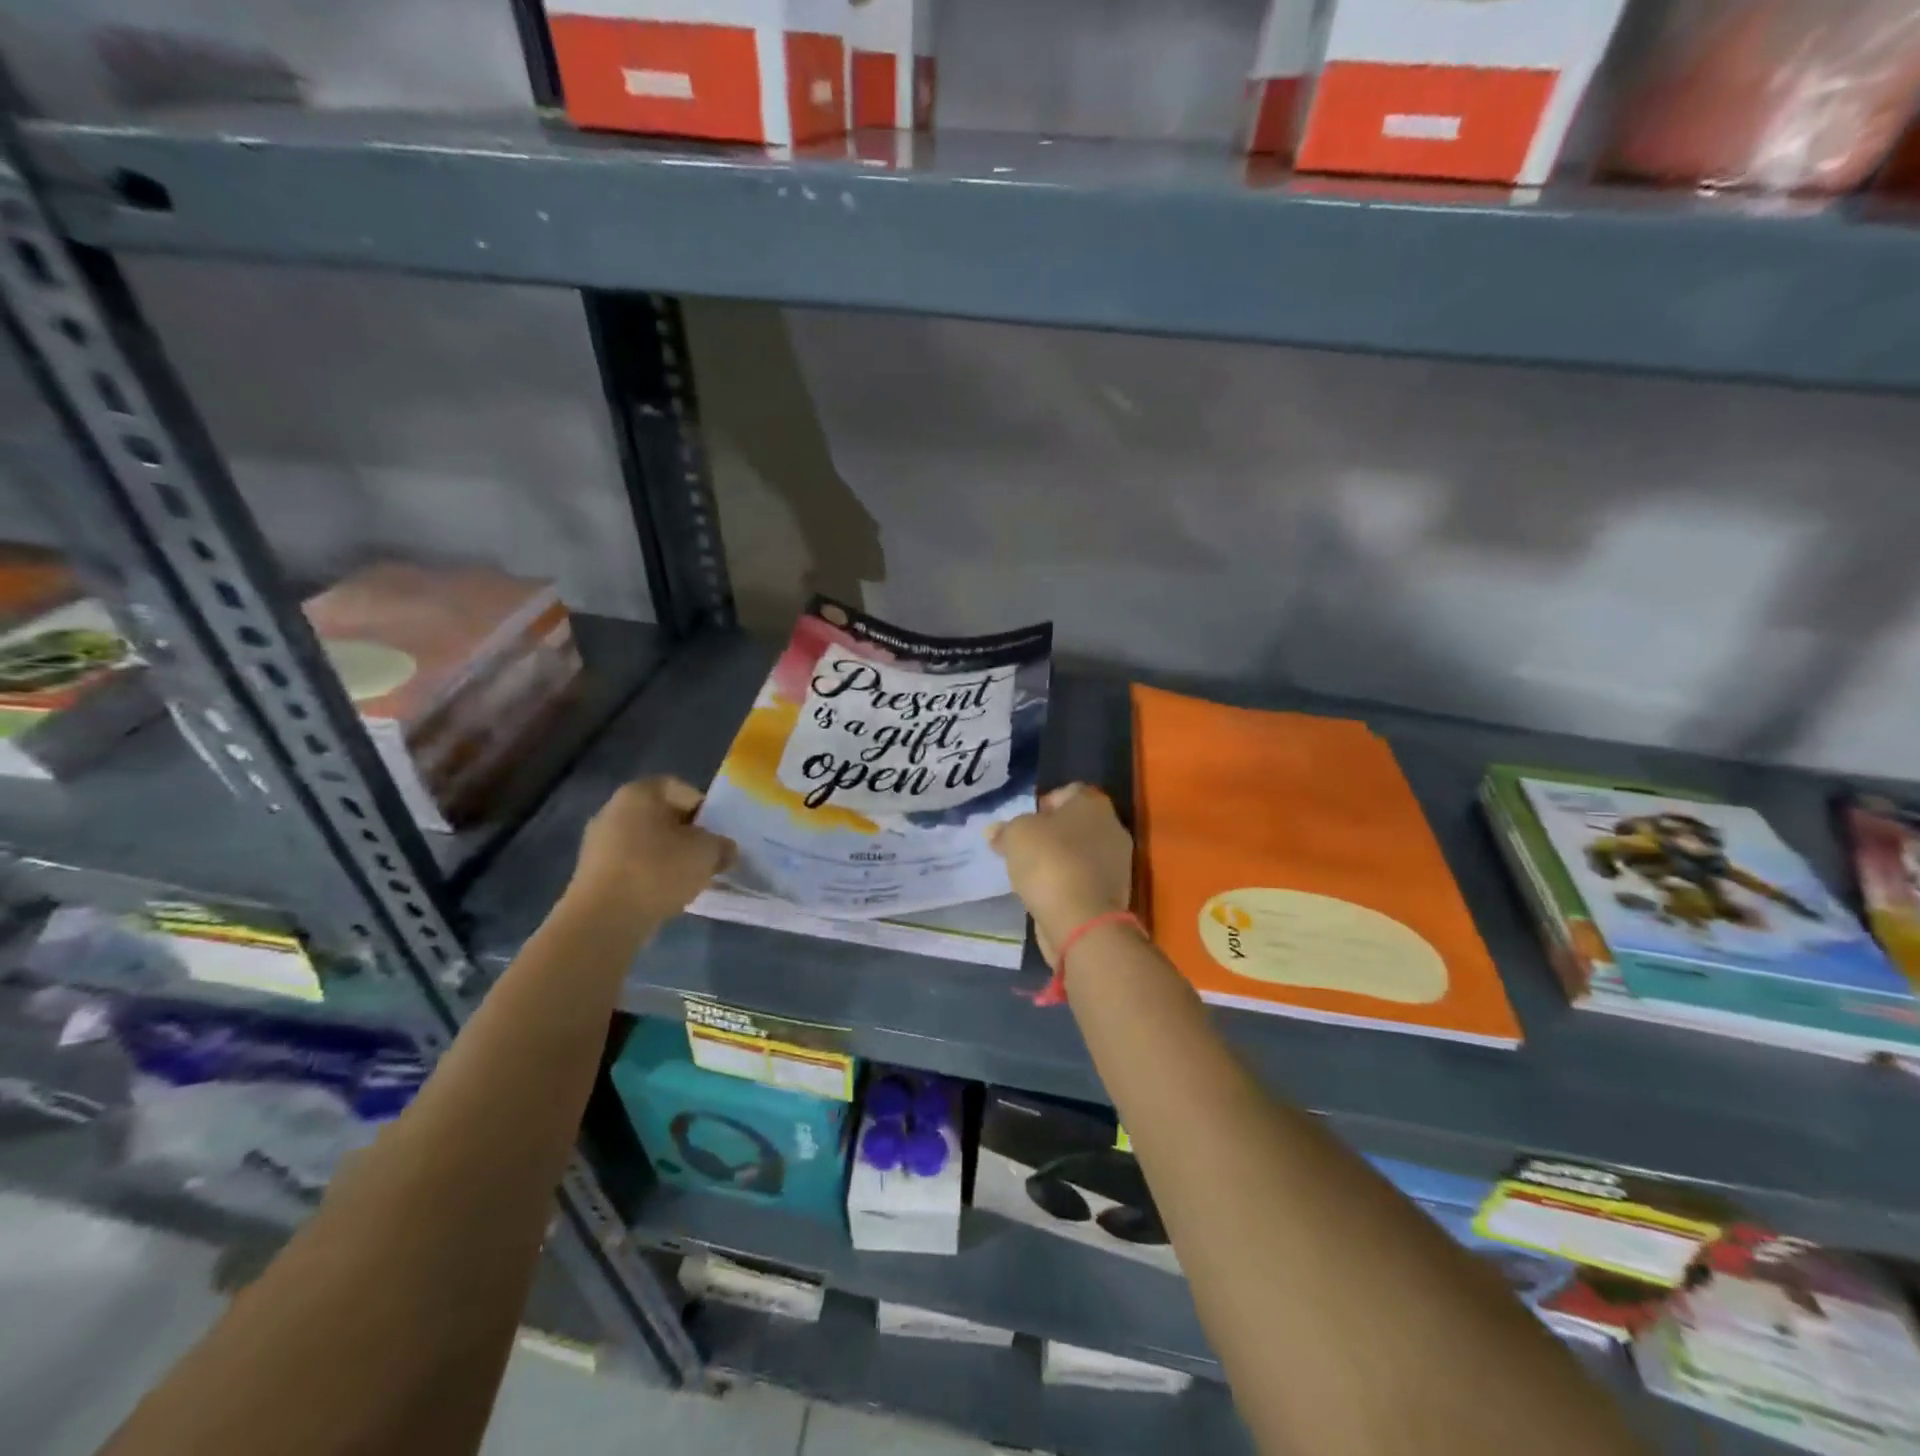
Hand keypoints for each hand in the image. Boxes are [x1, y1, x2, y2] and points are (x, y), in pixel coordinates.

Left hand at [571, 776, 735, 922]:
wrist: (603, 920)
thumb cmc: (658, 871)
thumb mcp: (707, 853)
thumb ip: (722, 845)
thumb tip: (724, 850)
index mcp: (639, 793)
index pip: (681, 790)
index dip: (705, 810)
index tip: (716, 834)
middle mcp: (613, 809)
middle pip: (662, 816)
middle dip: (687, 836)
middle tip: (707, 858)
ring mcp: (598, 842)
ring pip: (647, 843)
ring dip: (669, 858)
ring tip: (688, 880)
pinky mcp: (591, 873)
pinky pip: (631, 865)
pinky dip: (649, 875)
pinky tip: (663, 894)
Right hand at [988, 784, 1132, 965]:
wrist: (1081, 919)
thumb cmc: (1049, 861)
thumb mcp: (1015, 836)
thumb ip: (1005, 829)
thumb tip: (995, 831)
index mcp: (1093, 803)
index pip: (1068, 791)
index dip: (1043, 803)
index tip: (1024, 822)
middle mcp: (1112, 827)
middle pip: (1075, 823)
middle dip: (1051, 834)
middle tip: (1024, 848)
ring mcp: (1118, 862)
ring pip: (1080, 852)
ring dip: (1059, 860)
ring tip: (1031, 874)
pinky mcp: (1113, 893)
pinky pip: (1083, 878)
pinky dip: (1067, 883)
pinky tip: (1046, 893)